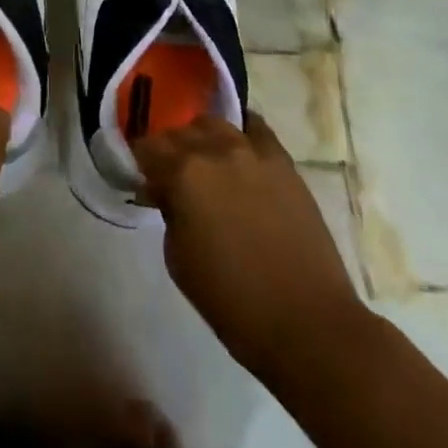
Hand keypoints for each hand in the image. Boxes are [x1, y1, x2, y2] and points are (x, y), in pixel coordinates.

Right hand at [135, 111, 363, 374]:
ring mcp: (253, 152)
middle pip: (179, 131)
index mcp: (183, 174)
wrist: (307, 323)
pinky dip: (242, 133)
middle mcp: (215, 150)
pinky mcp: (284, 163)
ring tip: (206, 164)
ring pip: (214, 124)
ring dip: (202, 139)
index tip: (142, 178)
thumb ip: (168, 212)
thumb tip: (166, 192)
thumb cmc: (232, 300)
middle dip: (169, 150)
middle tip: (171, 177)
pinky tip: (238, 149)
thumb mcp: (177, 259)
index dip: (140, 161)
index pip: (147, 146)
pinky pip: (256, 129)